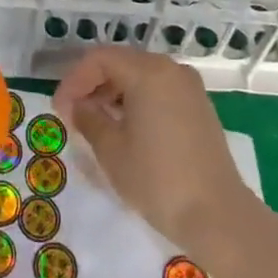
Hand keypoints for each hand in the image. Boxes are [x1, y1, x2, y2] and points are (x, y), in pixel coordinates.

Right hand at [53, 48, 252, 252]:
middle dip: (92, 84)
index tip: (59, 109)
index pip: (99, 60)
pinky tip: (125, 128)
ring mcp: (189, 87)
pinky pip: (158, 90)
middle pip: (121, 63)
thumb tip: (77, 106)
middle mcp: (171, 69)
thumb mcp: (111, 149)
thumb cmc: (158, 179)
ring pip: (140, 76)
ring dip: (113, 93)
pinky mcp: (199, 107)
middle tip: (72, 113)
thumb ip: (88, 118)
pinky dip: (136, 101)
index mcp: (148, 71)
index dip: (74, 80)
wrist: (219, 217)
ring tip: (95, 122)